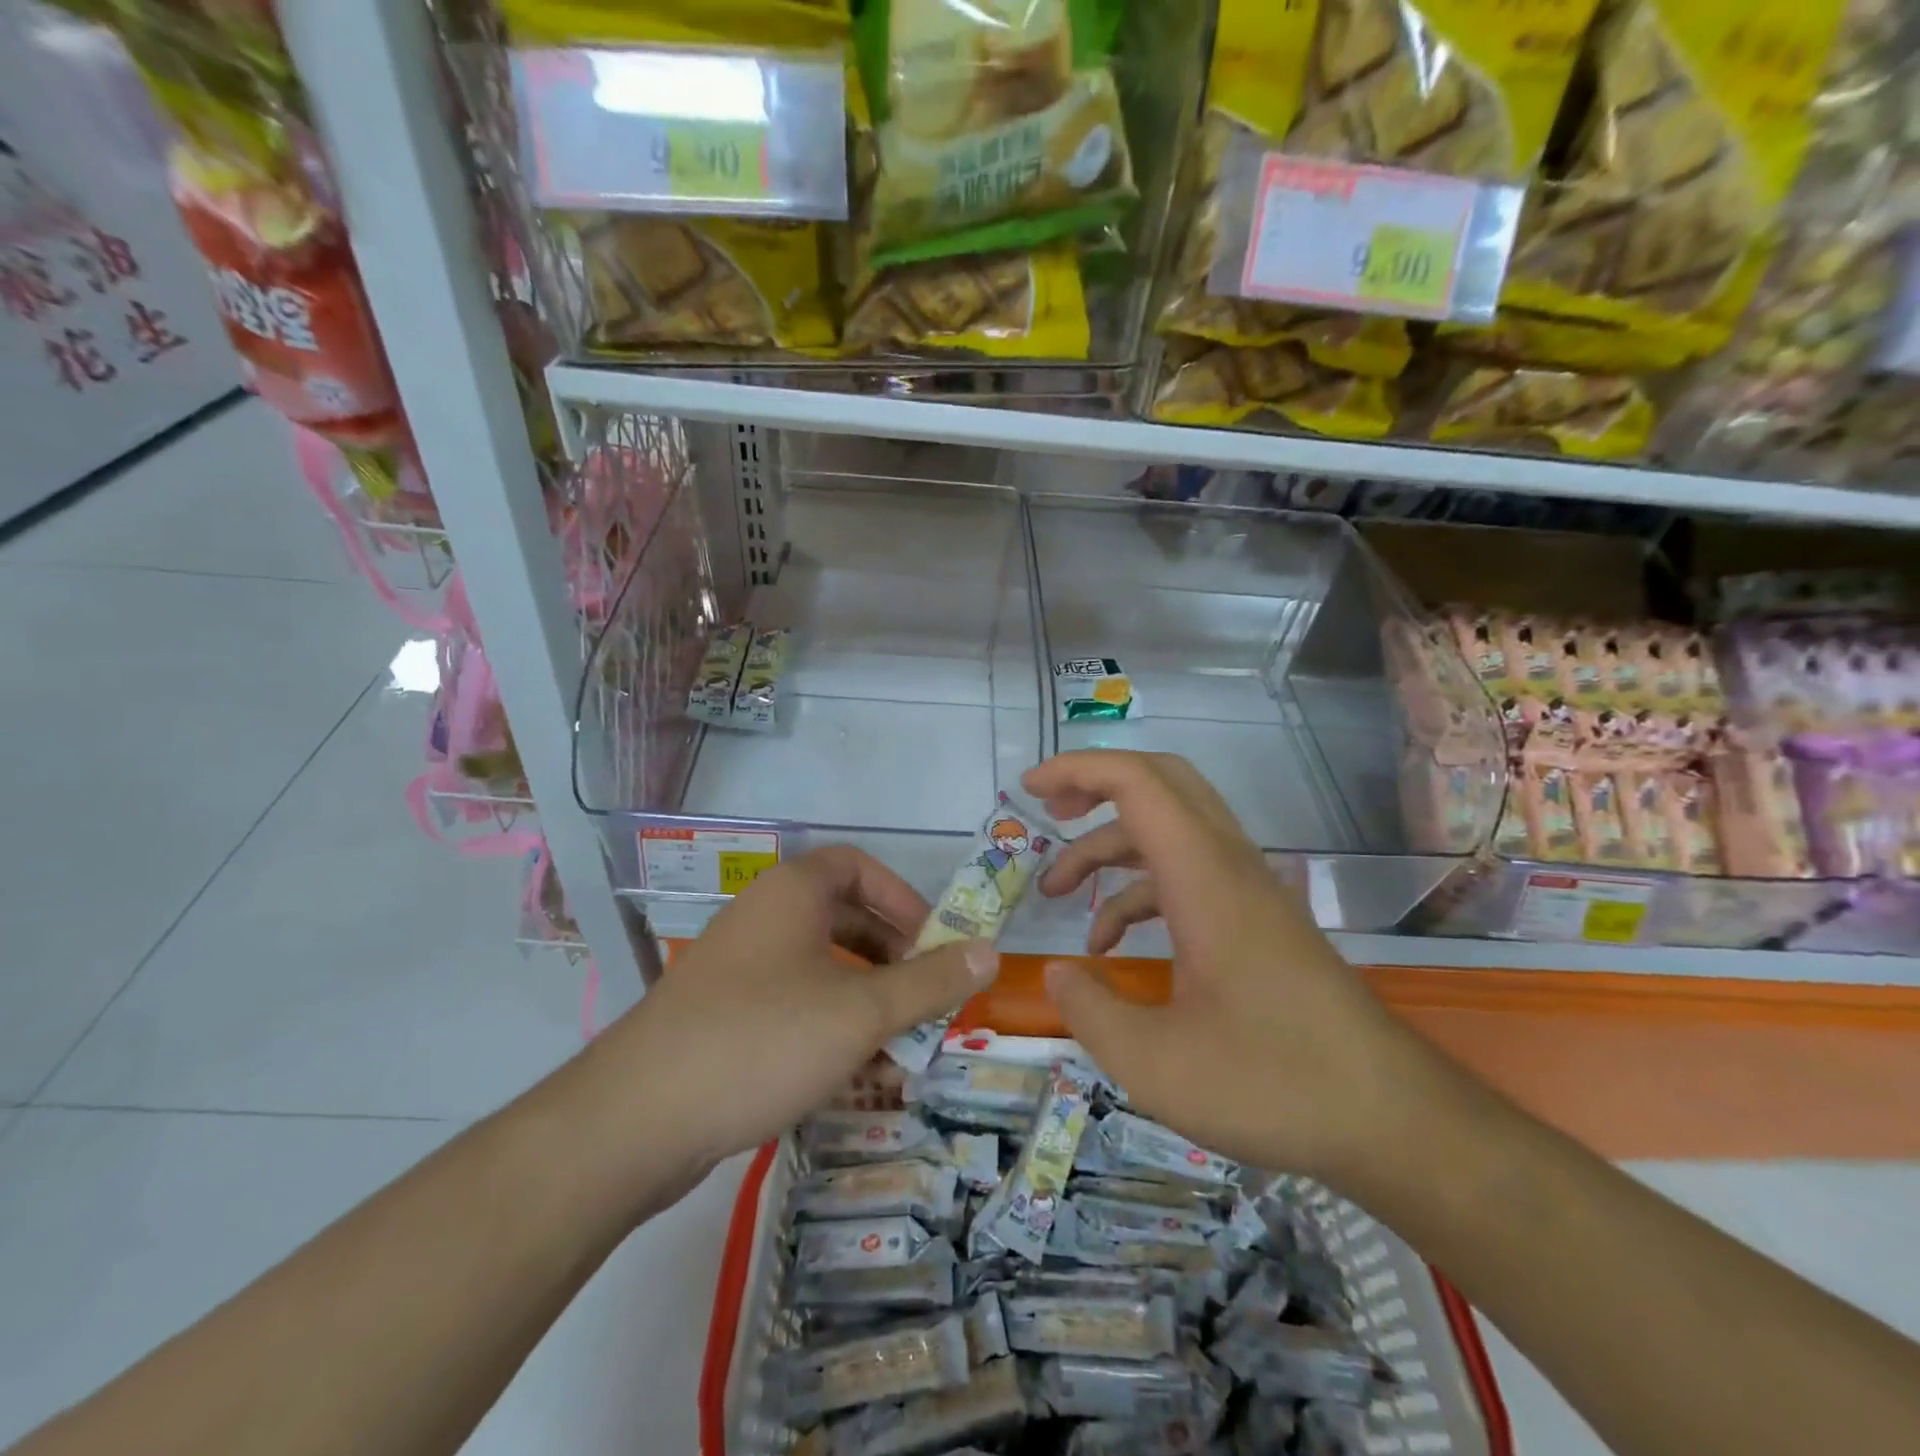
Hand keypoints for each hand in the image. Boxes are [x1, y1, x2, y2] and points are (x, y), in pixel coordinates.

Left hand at [600, 847, 997, 1174]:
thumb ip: (931, 982)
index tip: (935, 942)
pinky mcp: (723, 1017)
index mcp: (793, 893)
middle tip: (927, 999)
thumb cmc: (763, 1038)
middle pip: (845, 920)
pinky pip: (792, 1008)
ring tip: (901, 1050)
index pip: (859, 867)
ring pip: (822, 971)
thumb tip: (991, 952)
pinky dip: (829, 1030)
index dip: (904, 899)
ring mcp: (738, 969)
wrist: (636, 1119)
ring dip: (867, 1003)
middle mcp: (763, 918)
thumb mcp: (862, 1010)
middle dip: (893, 959)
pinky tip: (854, 1079)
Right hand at [1025, 751, 1443, 1188]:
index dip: (1077, 771)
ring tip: (1057, 891)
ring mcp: (1247, 892)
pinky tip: (1111, 946)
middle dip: (1096, 786)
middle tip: (1046, 811)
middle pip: (1162, 783)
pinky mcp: (1257, 921)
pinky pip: (1187, 876)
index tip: (1027, 791)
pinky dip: (1140, 892)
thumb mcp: (1154, 1064)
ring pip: (1170, 831)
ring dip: (1110, 848)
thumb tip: (1056, 973)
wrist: (1394, 1121)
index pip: (1137, 784)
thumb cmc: (1273, 1085)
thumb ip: (1089, 1010)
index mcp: (1204, 878)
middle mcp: (1228, 867)